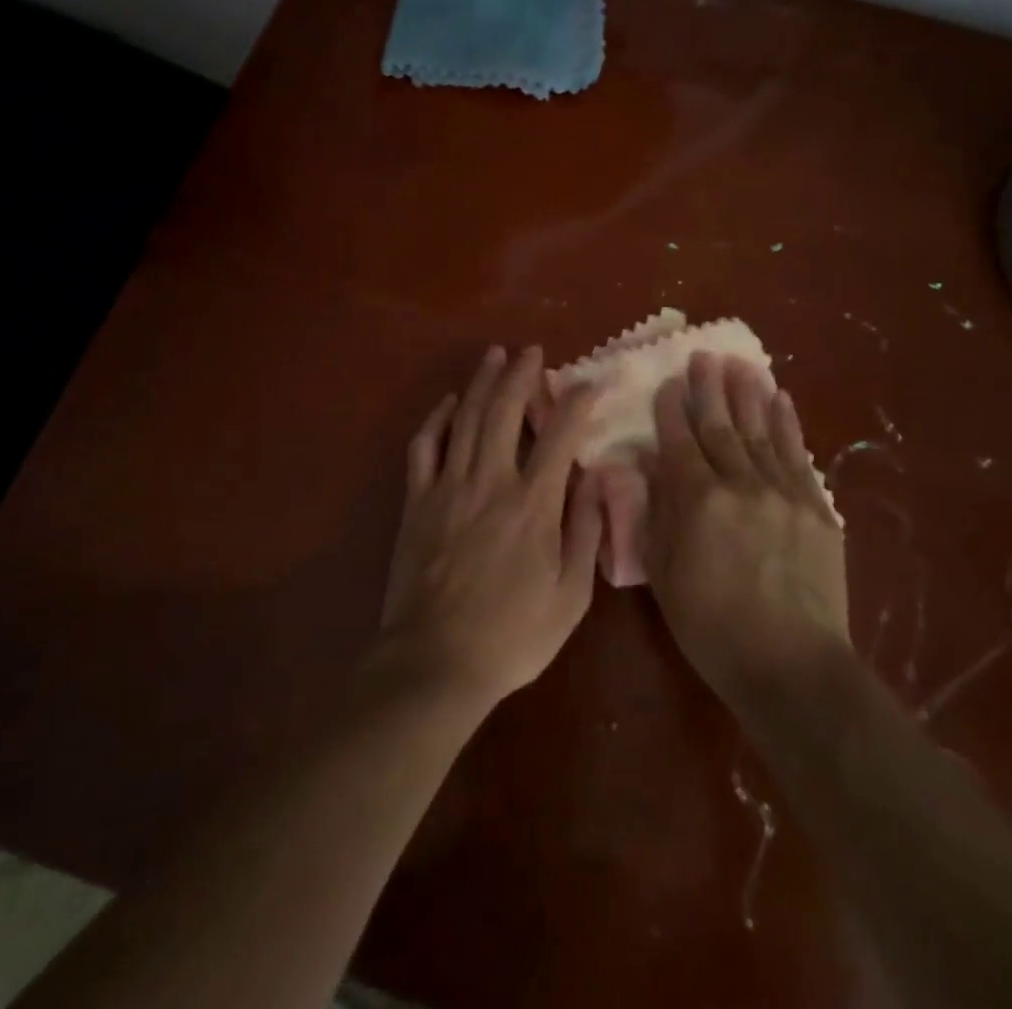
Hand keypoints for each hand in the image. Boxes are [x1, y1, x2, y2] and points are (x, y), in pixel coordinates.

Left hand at [379, 345, 602, 709]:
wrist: (435, 661)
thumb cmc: (512, 635)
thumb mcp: (571, 595)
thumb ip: (585, 532)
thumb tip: (594, 481)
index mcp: (532, 504)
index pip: (559, 435)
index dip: (576, 403)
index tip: (588, 384)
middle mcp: (490, 481)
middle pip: (504, 411)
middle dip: (521, 374)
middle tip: (531, 351)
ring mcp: (447, 486)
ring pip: (465, 417)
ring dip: (481, 382)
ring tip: (493, 355)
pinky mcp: (417, 500)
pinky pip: (424, 446)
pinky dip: (436, 418)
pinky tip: (448, 402)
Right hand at [642, 352, 848, 708]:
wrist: (791, 666)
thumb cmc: (711, 626)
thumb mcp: (664, 573)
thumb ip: (657, 513)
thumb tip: (651, 468)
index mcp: (698, 500)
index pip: (680, 440)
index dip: (671, 409)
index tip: (668, 382)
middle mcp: (740, 484)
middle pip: (721, 426)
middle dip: (709, 388)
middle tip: (703, 355)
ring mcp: (783, 492)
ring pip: (760, 431)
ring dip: (747, 394)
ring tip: (740, 363)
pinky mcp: (815, 508)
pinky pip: (797, 454)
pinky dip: (787, 424)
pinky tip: (780, 399)